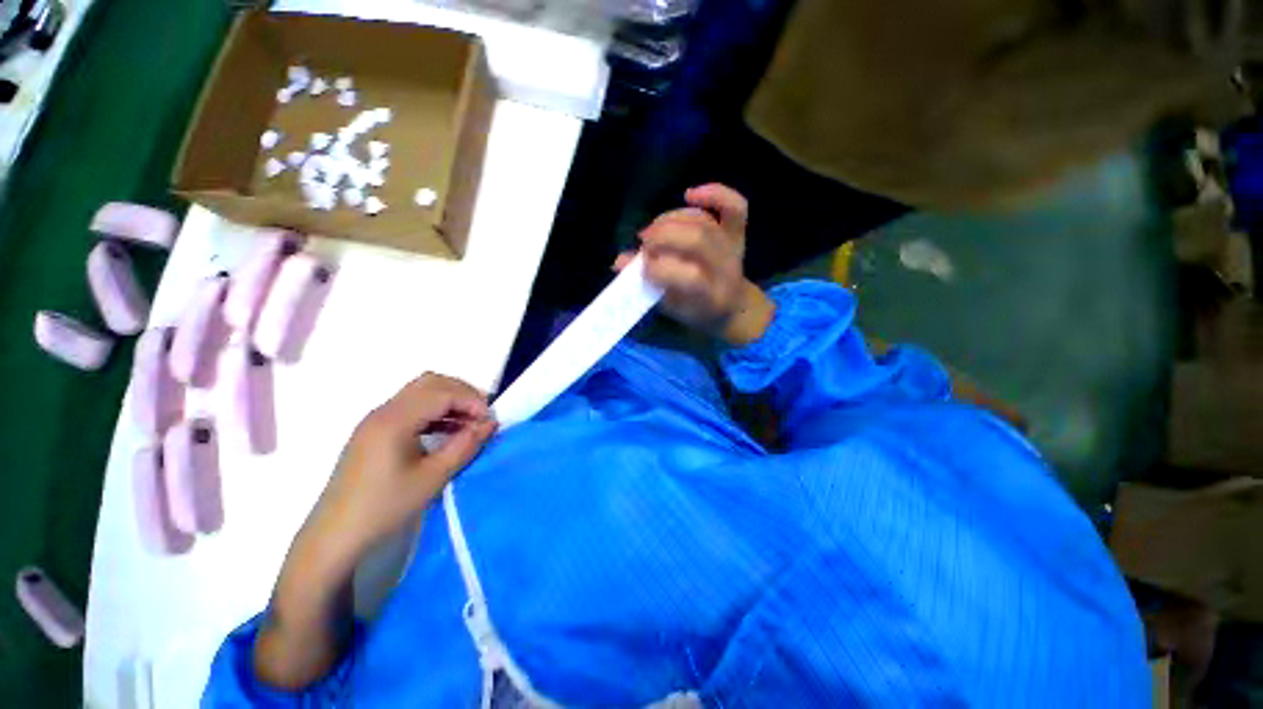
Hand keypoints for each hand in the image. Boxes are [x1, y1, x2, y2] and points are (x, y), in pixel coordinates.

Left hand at [258, 374, 494, 689]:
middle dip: (464, 393)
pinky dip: (436, 416)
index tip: (495, 419)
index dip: (474, 398)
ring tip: (471, 428)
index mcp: (392, 421)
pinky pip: (413, 412)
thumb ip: (464, 447)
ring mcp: (374, 426)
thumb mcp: (432, 479)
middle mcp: (380, 414)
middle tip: (485, 417)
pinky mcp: (372, 439)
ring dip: (450, 404)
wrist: (326, 550)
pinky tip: (447, 439)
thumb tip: (490, 424)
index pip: (443, 389)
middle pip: (431, 382)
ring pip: (421, 394)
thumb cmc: (378, 515)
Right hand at [615, 184, 774, 345]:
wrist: (731, 306)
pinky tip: (689, 194)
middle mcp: (726, 271)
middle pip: (698, 241)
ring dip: (671, 219)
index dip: (661, 269)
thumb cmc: (695, 310)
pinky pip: (735, 206)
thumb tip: (620, 262)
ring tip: (653, 230)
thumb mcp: (670, 307)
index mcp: (712, 298)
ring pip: (704, 222)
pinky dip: (713, 194)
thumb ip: (646, 285)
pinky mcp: (737, 233)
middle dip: (664, 236)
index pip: (690, 278)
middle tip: (644, 242)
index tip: (642, 268)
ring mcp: (734, 249)